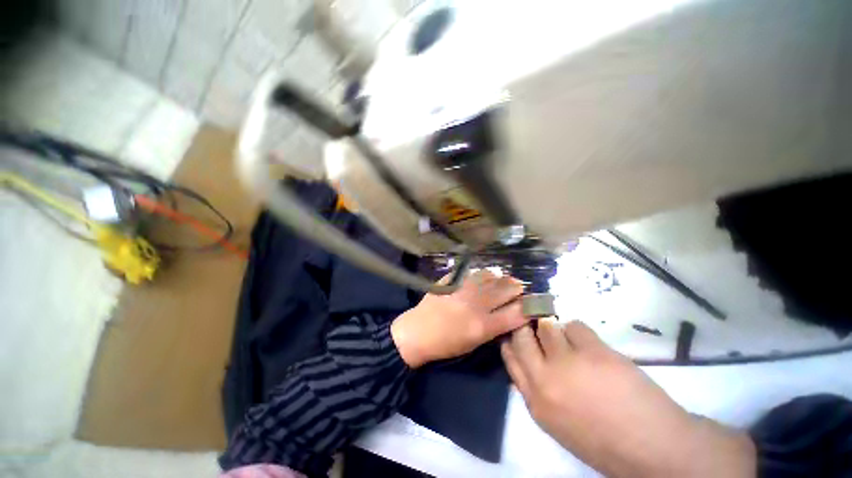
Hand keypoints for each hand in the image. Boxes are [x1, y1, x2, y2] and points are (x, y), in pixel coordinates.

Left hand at [391, 270, 527, 367]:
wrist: (417, 332)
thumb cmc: (446, 344)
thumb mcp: (474, 343)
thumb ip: (494, 328)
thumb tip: (509, 314)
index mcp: (483, 325)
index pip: (517, 313)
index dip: (529, 307)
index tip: (533, 304)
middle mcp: (476, 304)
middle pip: (507, 288)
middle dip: (518, 287)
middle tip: (518, 288)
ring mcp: (463, 288)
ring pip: (491, 275)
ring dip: (499, 277)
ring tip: (499, 279)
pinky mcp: (452, 280)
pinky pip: (472, 271)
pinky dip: (480, 273)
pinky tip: (480, 276)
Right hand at [502, 321, 755, 477]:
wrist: (652, 449)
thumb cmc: (604, 439)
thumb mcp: (557, 421)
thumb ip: (538, 389)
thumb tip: (531, 356)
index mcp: (535, 401)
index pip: (509, 356)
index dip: (512, 339)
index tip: (517, 330)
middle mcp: (544, 379)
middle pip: (522, 336)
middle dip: (526, 325)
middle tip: (535, 321)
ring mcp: (567, 363)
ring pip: (547, 326)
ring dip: (556, 328)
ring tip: (569, 338)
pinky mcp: (593, 352)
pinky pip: (575, 326)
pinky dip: (580, 330)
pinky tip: (590, 343)